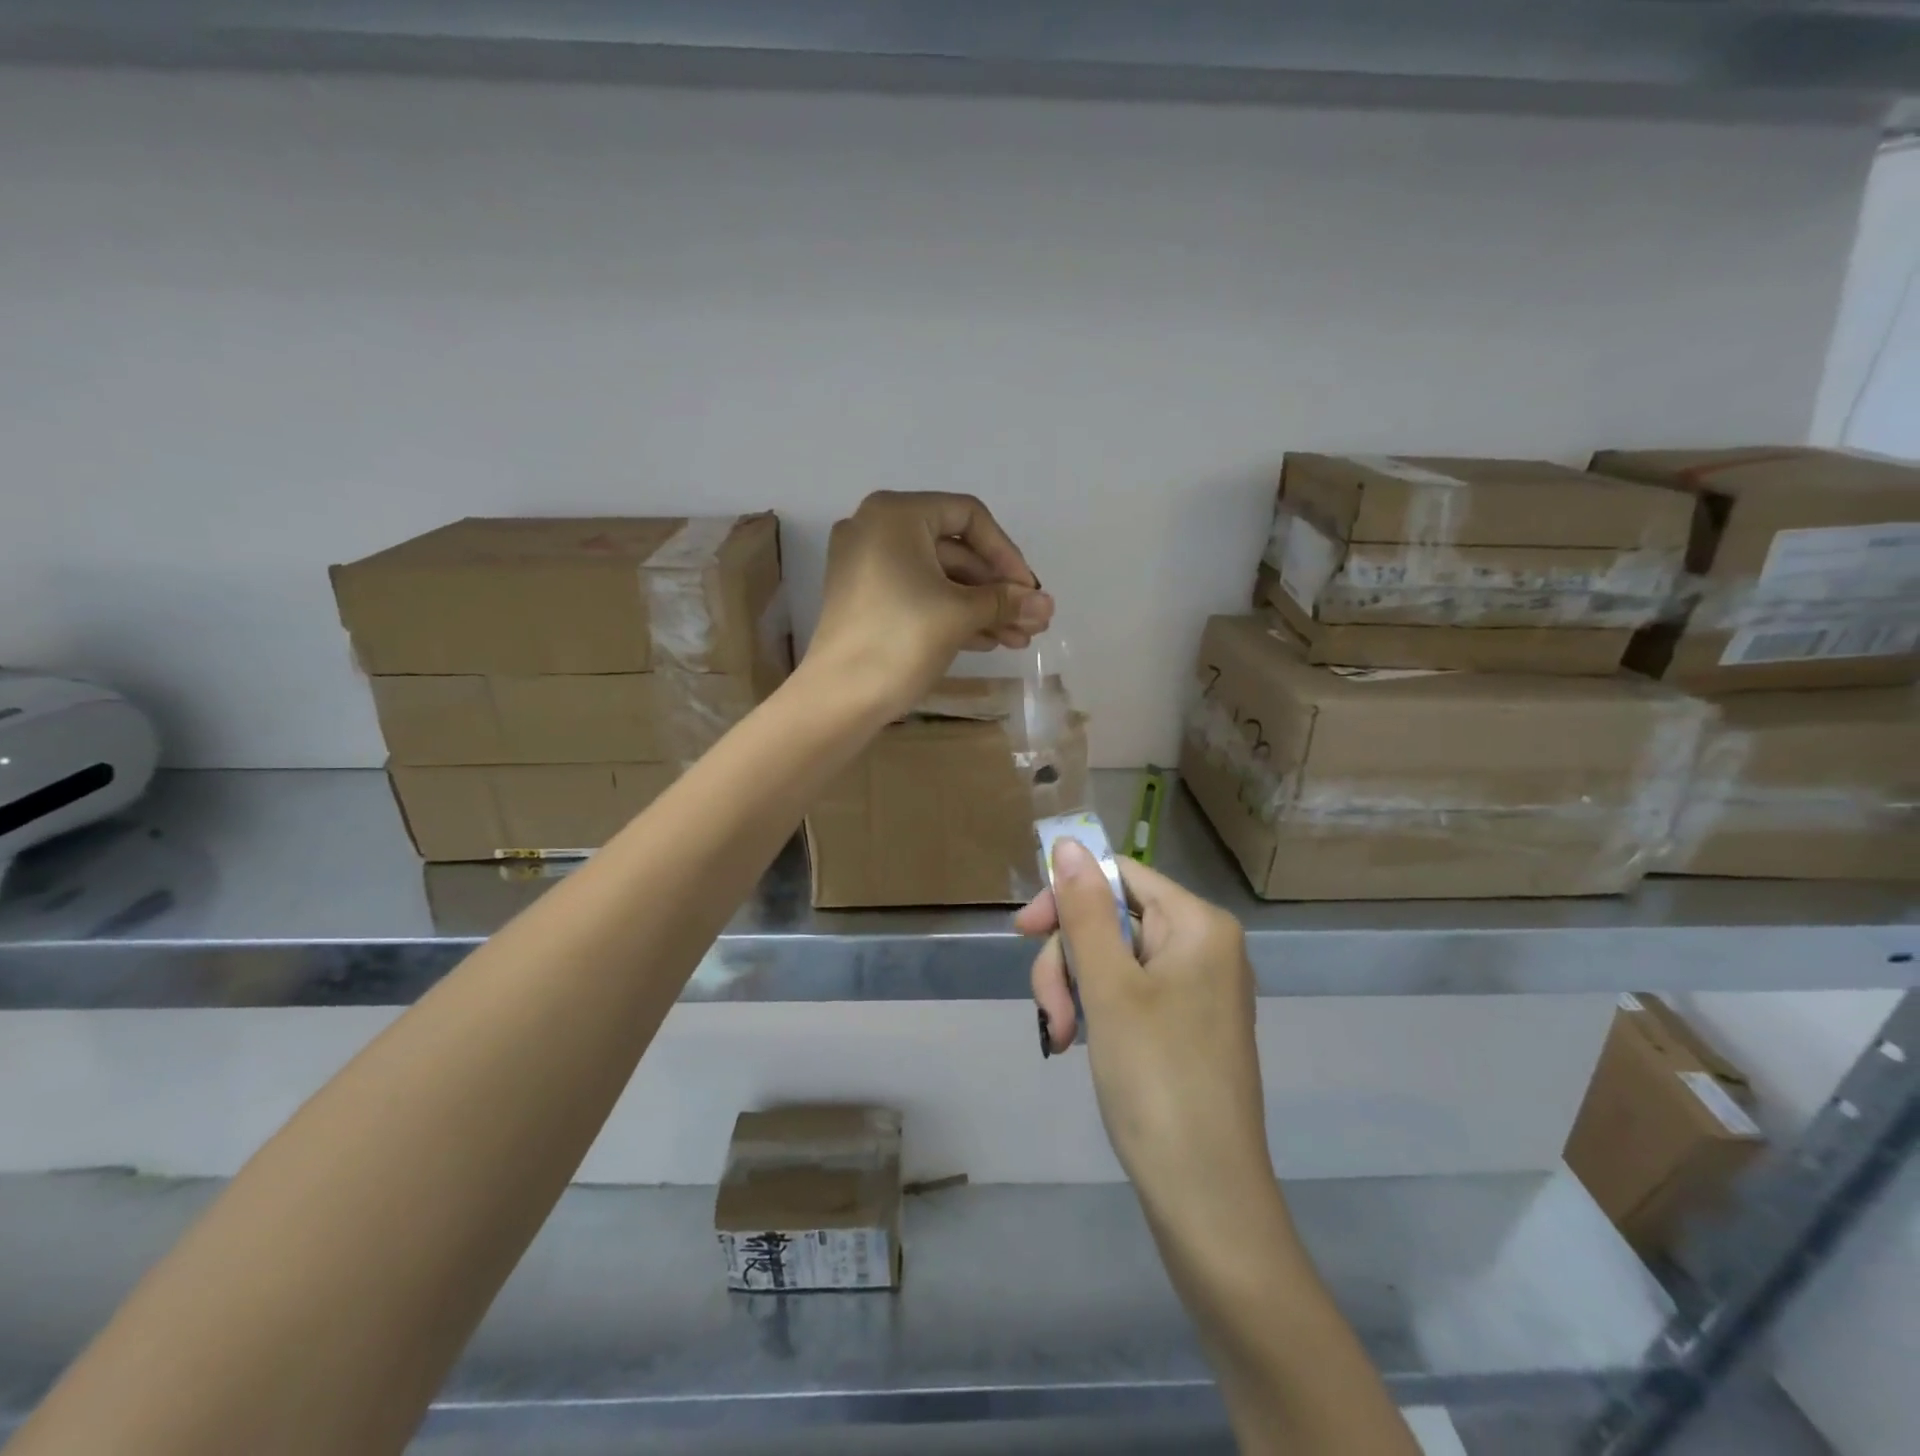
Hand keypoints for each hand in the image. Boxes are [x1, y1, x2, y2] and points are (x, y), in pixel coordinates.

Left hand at [807, 491, 1052, 718]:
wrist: (839, 698)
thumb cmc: (900, 640)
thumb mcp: (960, 615)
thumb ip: (1006, 601)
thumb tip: (1047, 603)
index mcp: (895, 514)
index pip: (968, 518)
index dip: (1006, 554)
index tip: (1029, 591)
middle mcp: (876, 529)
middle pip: (955, 550)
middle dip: (996, 589)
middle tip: (1031, 620)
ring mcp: (867, 566)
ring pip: (939, 578)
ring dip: (981, 607)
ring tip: (1019, 639)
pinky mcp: (866, 599)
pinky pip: (918, 595)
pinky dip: (952, 614)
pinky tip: (989, 641)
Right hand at [1018, 843, 1273, 1239]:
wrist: (1206, 1199)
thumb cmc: (1157, 1081)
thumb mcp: (1109, 988)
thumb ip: (1084, 910)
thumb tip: (1068, 842)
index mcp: (1199, 924)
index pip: (1119, 875)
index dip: (1067, 895)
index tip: (1023, 932)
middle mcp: (1205, 946)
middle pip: (1113, 919)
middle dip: (1069, 959)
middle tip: (1050, 1012)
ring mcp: (1197, 988)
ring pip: (1113, 959)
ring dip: (1076, 990)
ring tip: (1063, 1038)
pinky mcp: (1185, 1024)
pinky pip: (1129, 992)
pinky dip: (1096, 1010)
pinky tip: (1080, 1043)